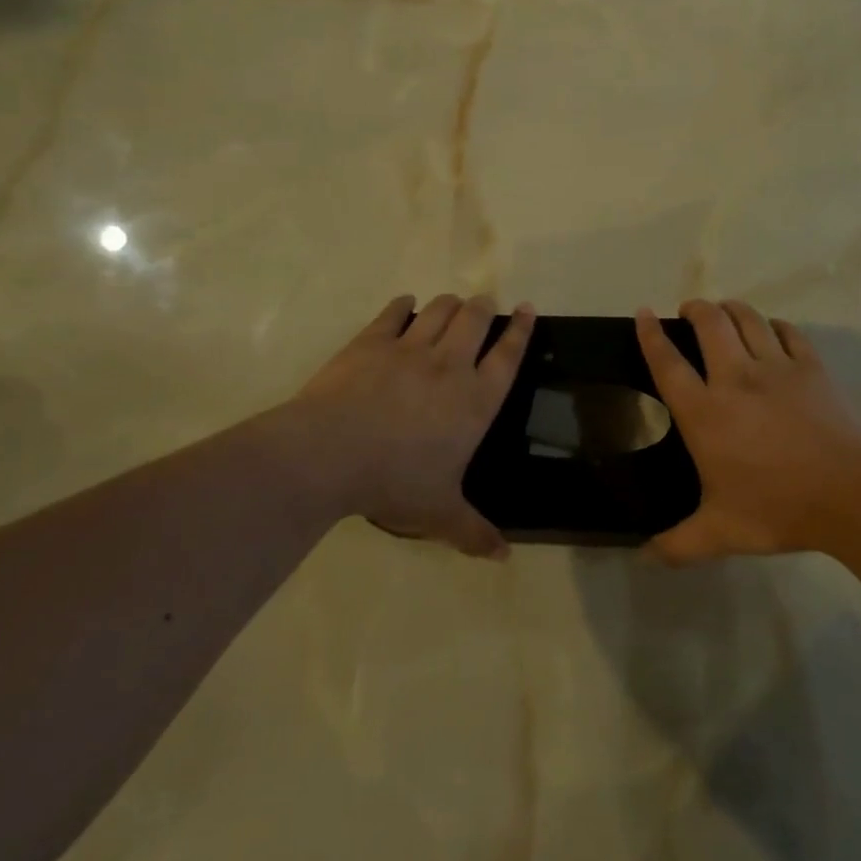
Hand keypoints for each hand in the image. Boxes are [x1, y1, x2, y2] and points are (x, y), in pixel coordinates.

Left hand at [293, 294, 533, 558]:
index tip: (530, 309)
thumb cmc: (395, 482)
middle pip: (475, 321)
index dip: (522, 331)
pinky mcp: (370, 343)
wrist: (330, 454)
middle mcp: (449, 365)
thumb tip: (504, 557)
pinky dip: (402, 306)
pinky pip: (393, 314)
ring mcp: (408, 349)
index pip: (507, 357)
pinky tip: (405, 303)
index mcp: (475, 401)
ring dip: (450, 303)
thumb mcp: (439, 513)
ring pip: (438, 311)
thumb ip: (473, 532)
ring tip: (454, 302)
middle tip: (488, 303)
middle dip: (485, 308)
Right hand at [635, 299, 860, 563]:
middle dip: (695, 308)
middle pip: (709, 324)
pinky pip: (789, 333)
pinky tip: (773, 331)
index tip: (642, 313)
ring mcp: (777, 368)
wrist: (849, 493)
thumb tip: (643, 557)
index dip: (650, 335)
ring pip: (749, 319)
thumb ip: (678, 544)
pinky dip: (775, 326)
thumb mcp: (720, 533)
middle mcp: (735, 378)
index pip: (667, 362)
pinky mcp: (811, 368)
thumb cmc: (777, 508)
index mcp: (704, 412)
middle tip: (689, 310)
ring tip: (724, 312)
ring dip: (732, 309)